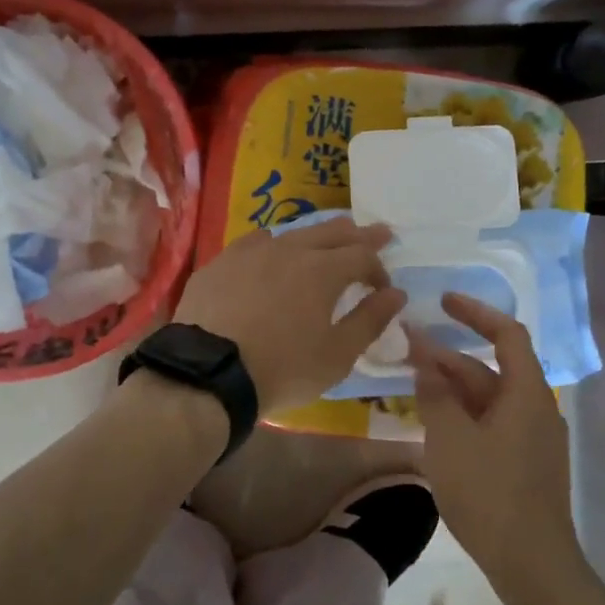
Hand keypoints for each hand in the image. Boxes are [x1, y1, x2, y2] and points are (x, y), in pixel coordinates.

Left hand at [174, 219, 407, 413]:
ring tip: (327, 239)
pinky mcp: (221, 262)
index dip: (379, 269)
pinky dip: (274, 244)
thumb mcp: (337, 355)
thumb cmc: (282, 368)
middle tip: (379, 232)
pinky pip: (255, 242)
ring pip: (294, 232)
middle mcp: (290, 249)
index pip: (363, 255)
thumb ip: (370, 320)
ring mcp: (251, 252)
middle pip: (332, 232)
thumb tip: (396, 294)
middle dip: (359, 234)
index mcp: (323, 270)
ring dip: (317, 235)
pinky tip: (271, 248)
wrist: (208, 372)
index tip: (383, 289)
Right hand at [409, 294, 575, 583]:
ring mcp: (533, 438)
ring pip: (489, 398)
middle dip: (449, 356)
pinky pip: (492, 423)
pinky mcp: (526, 464)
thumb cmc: (490, 493)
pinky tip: (436, 424)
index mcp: (526, 393)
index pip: (507, 334)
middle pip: (491, 368)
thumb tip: (426, 366)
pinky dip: (464, 413)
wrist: (533, 565)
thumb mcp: (451, 439)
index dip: (475, 312)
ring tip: (413, 384)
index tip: (443, 302)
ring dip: (453, 387)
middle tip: (407, 348)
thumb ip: (435, 396)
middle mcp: (536, 408)